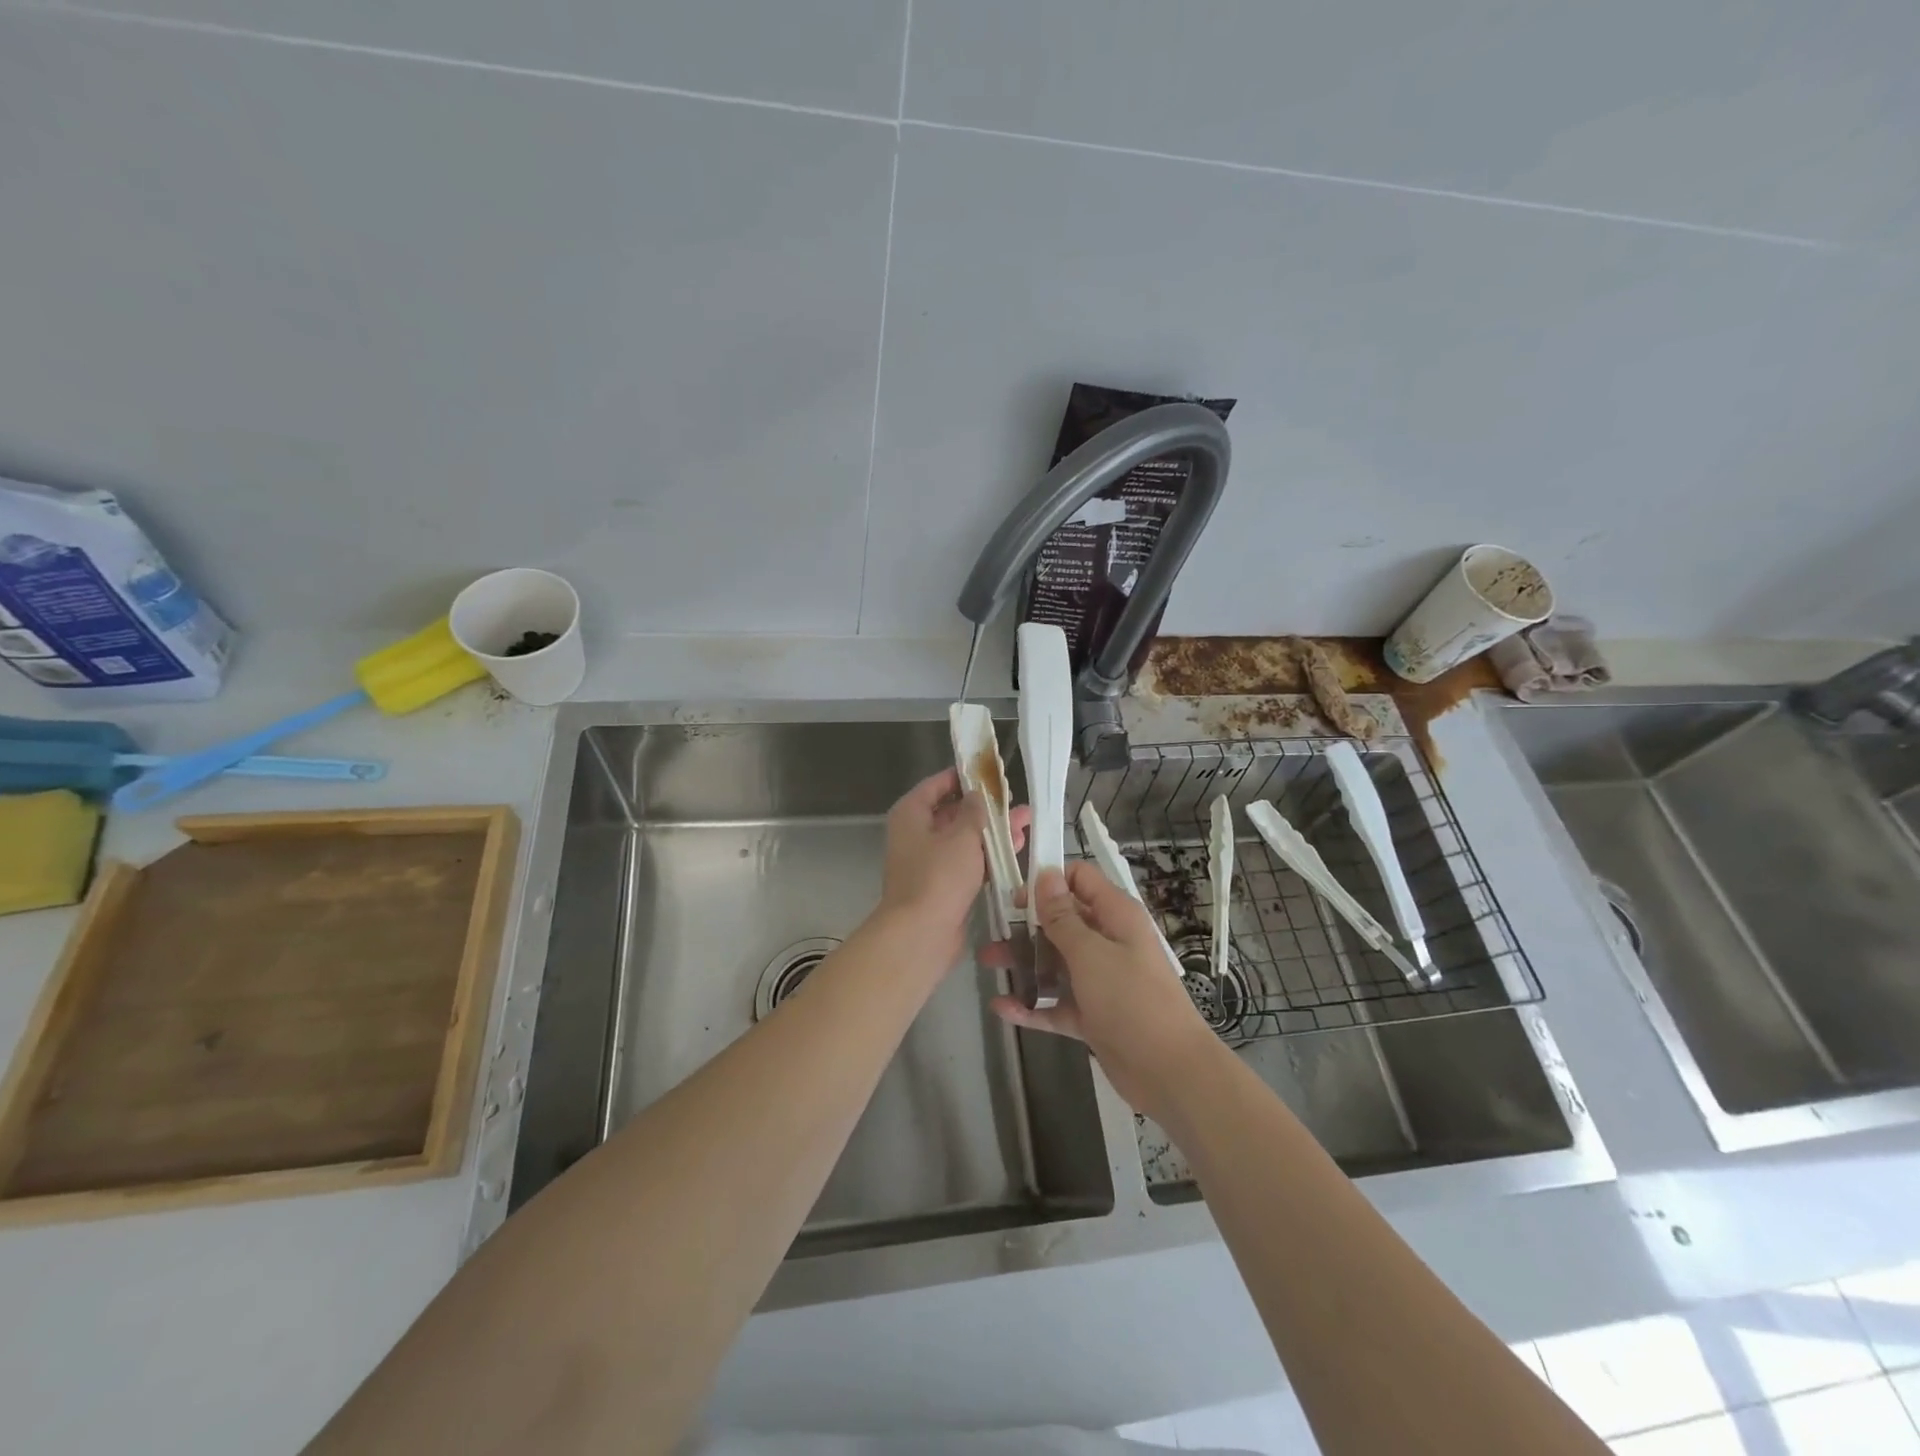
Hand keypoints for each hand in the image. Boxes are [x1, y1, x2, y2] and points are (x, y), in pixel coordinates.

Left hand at [877, 768, 1029, 963]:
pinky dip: (987, 856)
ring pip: (964, 838)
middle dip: (987, 808)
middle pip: (954, 812)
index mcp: (911, 813)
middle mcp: (916, 833)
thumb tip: (979, 795)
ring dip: (993, 833)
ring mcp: (928, 860)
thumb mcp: (962, 836)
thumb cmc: (938, 876)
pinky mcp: (942, 884)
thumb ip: (975, 810)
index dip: (965, 777)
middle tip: (1016, 803)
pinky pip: (967, 862)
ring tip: (1026, 825)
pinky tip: (1015, 851)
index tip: (992, 774)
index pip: (938, 784)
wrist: (921, 934)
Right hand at [989, 862, 1218, 1115]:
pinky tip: (1002, 1008)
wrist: (1170, 1072)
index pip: (1080, 879)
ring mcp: (1100, 980)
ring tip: (988, 965)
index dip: (1048, 882)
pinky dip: (1032, 1004)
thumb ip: (1063, 917)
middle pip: (1062, 922)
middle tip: (993, 935)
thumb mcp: (1091, 953)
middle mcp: (1108, 942)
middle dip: (1027, 926)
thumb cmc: (1131, 1000)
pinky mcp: (1093, 1015)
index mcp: (1115, 916)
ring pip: (1056, 962)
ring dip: (1024, 962)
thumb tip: (1046, 874)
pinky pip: (1056, 1002)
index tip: (1016, 898)